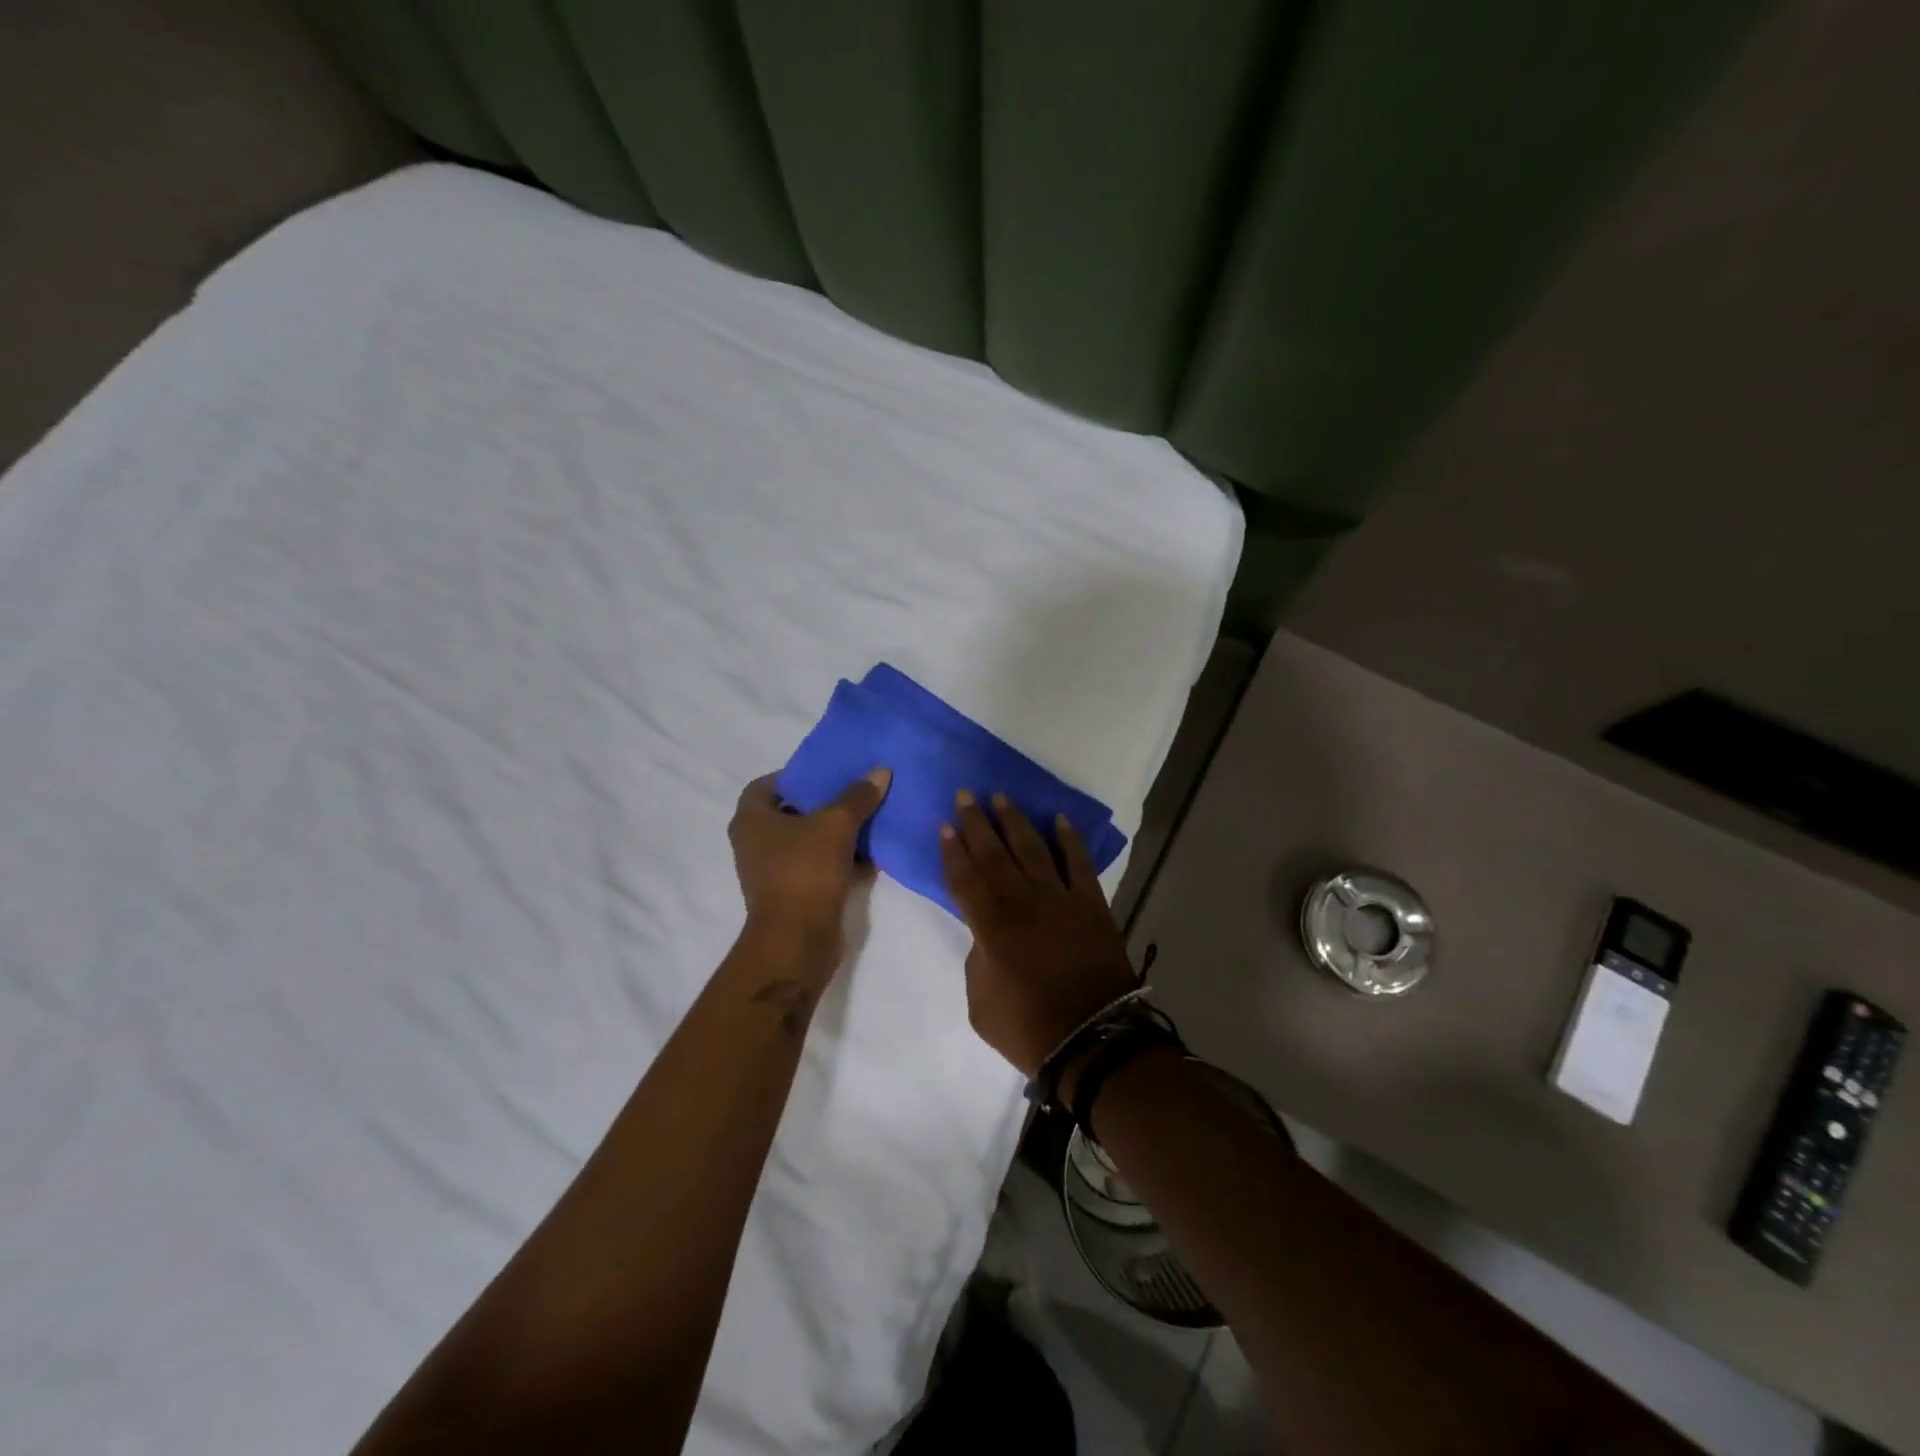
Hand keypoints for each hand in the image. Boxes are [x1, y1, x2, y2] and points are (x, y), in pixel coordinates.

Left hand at [729, 769, 889, 971]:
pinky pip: (817, 866)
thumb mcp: (836, 825)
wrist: (797, 940)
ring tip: (867, 817)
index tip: (828, 772)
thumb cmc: (805, 871)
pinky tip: (869, 854)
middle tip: (853, 791)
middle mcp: (754, 843)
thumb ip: (858, 797)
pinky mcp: (792, 894)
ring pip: (806, 841)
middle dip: (821, 803)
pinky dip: (838, 859)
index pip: (767, 784)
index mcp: (751, 819)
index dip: (796, 775)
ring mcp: (772, 871)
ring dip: (833, 832)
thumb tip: (880, 771)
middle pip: (790, 812)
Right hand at [940, 791, 1137, 1076]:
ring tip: (1001, 797)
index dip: (952, 851)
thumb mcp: (980, 1004)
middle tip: (965, 795)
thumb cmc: (1030, 1029)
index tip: (944, 826)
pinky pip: (1079, 863)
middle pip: (994, 854)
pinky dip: (1070, 840)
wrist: (1094, 1041)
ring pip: (1032, 849)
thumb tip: (986, 936)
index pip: (964, 878)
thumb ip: (977, 961)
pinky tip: (1059, 820)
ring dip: (1015, 821)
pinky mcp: (1091, 904)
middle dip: (976, 823)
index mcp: (991, 927)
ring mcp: (1060, 899)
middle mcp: (1023, 902)